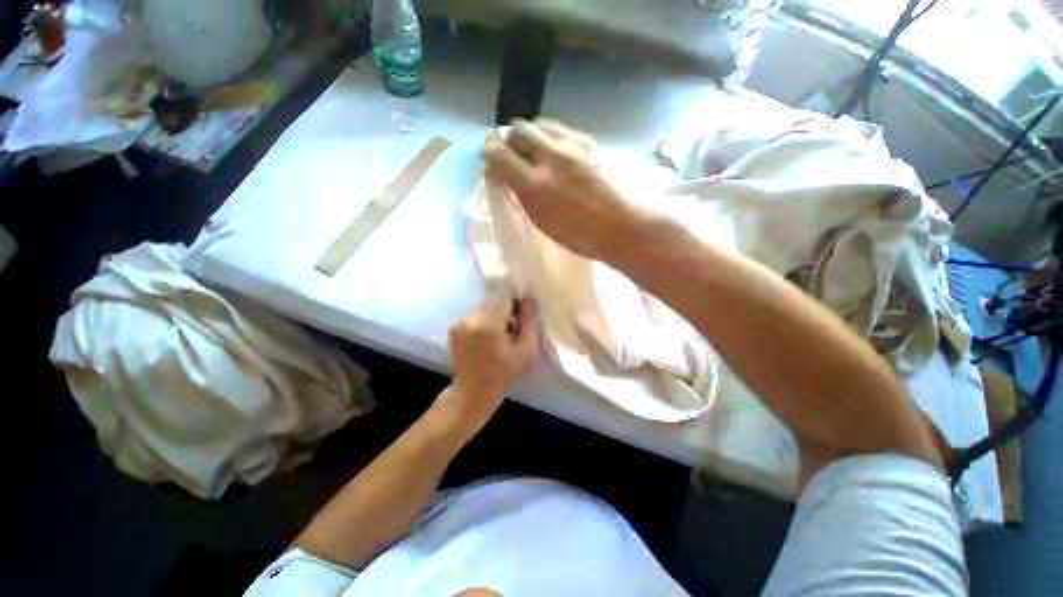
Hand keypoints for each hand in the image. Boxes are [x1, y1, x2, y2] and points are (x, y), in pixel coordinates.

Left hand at [446, 299, 538, 416]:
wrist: (474, 391)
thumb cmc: (505, 373)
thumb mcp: (527, 351)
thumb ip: (529, 323)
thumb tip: (527, 301)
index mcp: (487, 324)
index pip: (505, 298)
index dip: (515, 304)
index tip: (520, 317)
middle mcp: (469, 318)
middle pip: (493, 300)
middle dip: (504, 309)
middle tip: (511, 328)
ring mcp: (459, 322)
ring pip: (483, 305)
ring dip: (493, 314)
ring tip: (498, 334)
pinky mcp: (454, 326)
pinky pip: (474, 313)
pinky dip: (483, 319)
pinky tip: (486, 336)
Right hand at [484, 118, 645, 259]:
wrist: (624, 227)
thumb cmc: (581, 236)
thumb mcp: (543, 222)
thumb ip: (522, 195)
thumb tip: (505, 176)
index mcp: (535, 186)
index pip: (499, 155)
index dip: (490, 154)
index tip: (490, 159)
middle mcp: (551, 158)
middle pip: (519, 130)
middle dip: (510, 139)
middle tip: (512, 153)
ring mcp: (572, 146)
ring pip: (541, 124)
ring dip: (531, 134)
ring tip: (533, 150)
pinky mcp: (590, 142)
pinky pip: (562, 129)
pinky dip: (551, 135)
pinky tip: (556, 150)